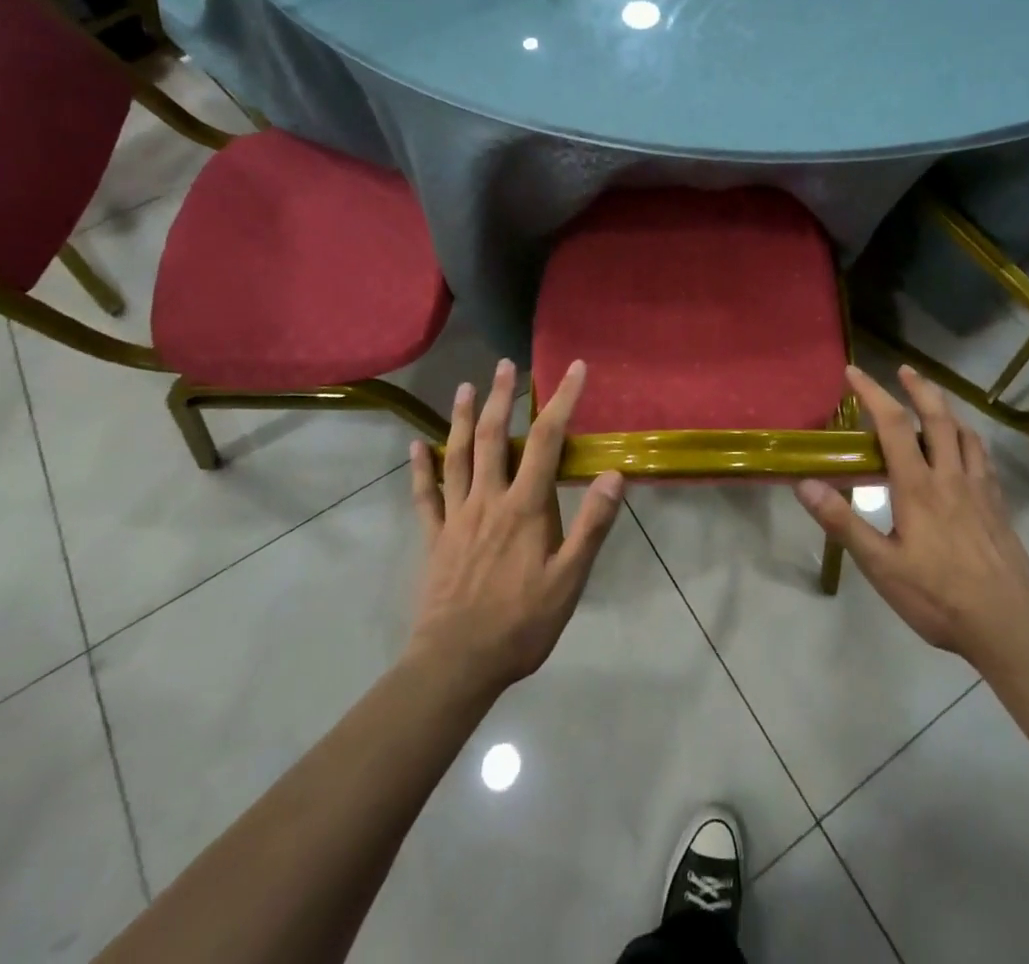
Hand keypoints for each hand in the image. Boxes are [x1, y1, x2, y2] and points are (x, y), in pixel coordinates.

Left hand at [407, 359, 623, 693]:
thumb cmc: (521, 623)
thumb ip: (592, 524)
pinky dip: (420, 469)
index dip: (562, 399)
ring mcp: (456, 517)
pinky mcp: (433, 539)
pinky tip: (414, 447)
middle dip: (501, 397)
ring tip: (464, 387)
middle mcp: (488, 499)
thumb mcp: (570, 579)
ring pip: (456, 456)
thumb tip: (614, 474)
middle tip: (505, 364)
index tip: (574, 368)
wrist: (456, 664)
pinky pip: (425, 496)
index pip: (547, 439)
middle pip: (492, 436)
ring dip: (459, 418)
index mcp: (525, 505)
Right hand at [795, 365, 1028, 676]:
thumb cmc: (938, 596)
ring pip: (965, 433)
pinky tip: (967, 447)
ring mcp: (979, 488)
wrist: (1009, 622)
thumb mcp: (881, 566)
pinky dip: (970, 438)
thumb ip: (843, 522)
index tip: (854, 372)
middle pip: (937, 417)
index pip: (893, 424)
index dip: (873, 393)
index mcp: (917, 486)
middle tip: (904, 369)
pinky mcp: (998, 504)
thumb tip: (805, 484)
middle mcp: (949, 476)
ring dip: (947, 409)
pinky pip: (983, 457)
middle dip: (919, 388)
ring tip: (934, 401)